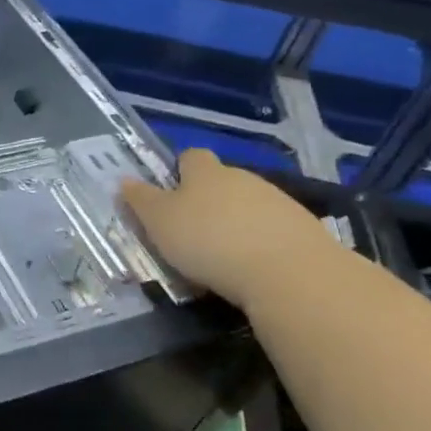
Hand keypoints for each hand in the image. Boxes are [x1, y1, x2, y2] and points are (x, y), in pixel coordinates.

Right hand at [121, 149, 336, 308]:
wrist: (289, 273)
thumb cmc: (209, 241)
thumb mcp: (159, 222)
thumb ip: (141, 200)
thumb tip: (125, 180)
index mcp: (205, 172)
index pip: (190, 157)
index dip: (179, 171)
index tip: (170, 195)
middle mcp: (243, 177)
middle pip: (222, 181)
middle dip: (208, 201)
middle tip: (192, 233)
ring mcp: (278, 202)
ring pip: (250, 206)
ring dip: (237, 223)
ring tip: (224, 258)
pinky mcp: (305, 230)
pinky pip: (275, 230)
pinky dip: (263, 244)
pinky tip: (254, 270)